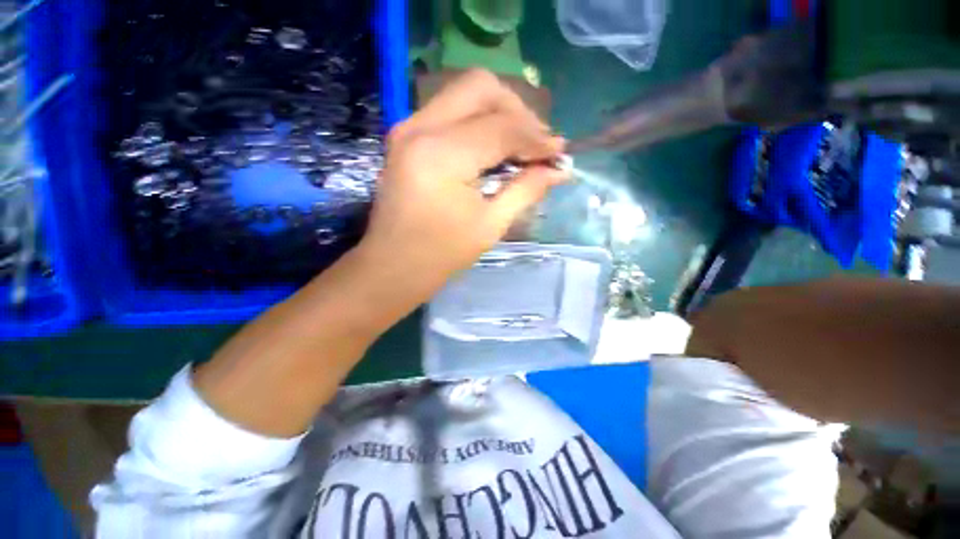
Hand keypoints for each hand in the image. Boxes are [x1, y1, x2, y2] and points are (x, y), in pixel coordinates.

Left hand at [356, 69, 567, 294]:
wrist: (393, 265)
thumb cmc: (441, 254)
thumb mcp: (489, 226)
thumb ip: (526, 190)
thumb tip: (559, 170)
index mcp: (442, 155)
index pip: (502, 127)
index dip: (537, 138)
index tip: (559, 153)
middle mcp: (420, 127)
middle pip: (481, 87)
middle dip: (518, 111)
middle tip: (536, 144)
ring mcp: (408, 127)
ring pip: (464, 92)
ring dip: (499, 112)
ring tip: (520, 145)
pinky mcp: (406, 136)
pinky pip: (450, 109)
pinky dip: (478, 120)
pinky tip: (493, 147)